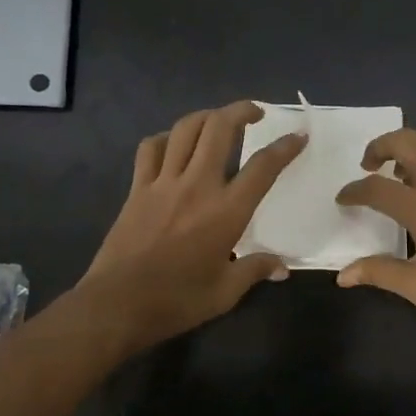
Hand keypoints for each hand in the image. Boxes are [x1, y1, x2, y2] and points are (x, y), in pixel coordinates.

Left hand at [76, 101, 306, 354]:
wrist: (117, 304)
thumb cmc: (177, 301)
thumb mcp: (225, 292)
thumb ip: (255, 270)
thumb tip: (281, 268)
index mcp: (226, 211)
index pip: (263, 167)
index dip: (285, 147)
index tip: (298, 136)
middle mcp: (197, 185)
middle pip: (220, 128)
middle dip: (241, 110)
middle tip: (255, 112)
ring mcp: (163, 183)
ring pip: (185, 129)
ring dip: (206, 116)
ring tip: (218, 120)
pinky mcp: (137, 189)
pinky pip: (151, 148)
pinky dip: (166, 138)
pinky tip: (173, 145)